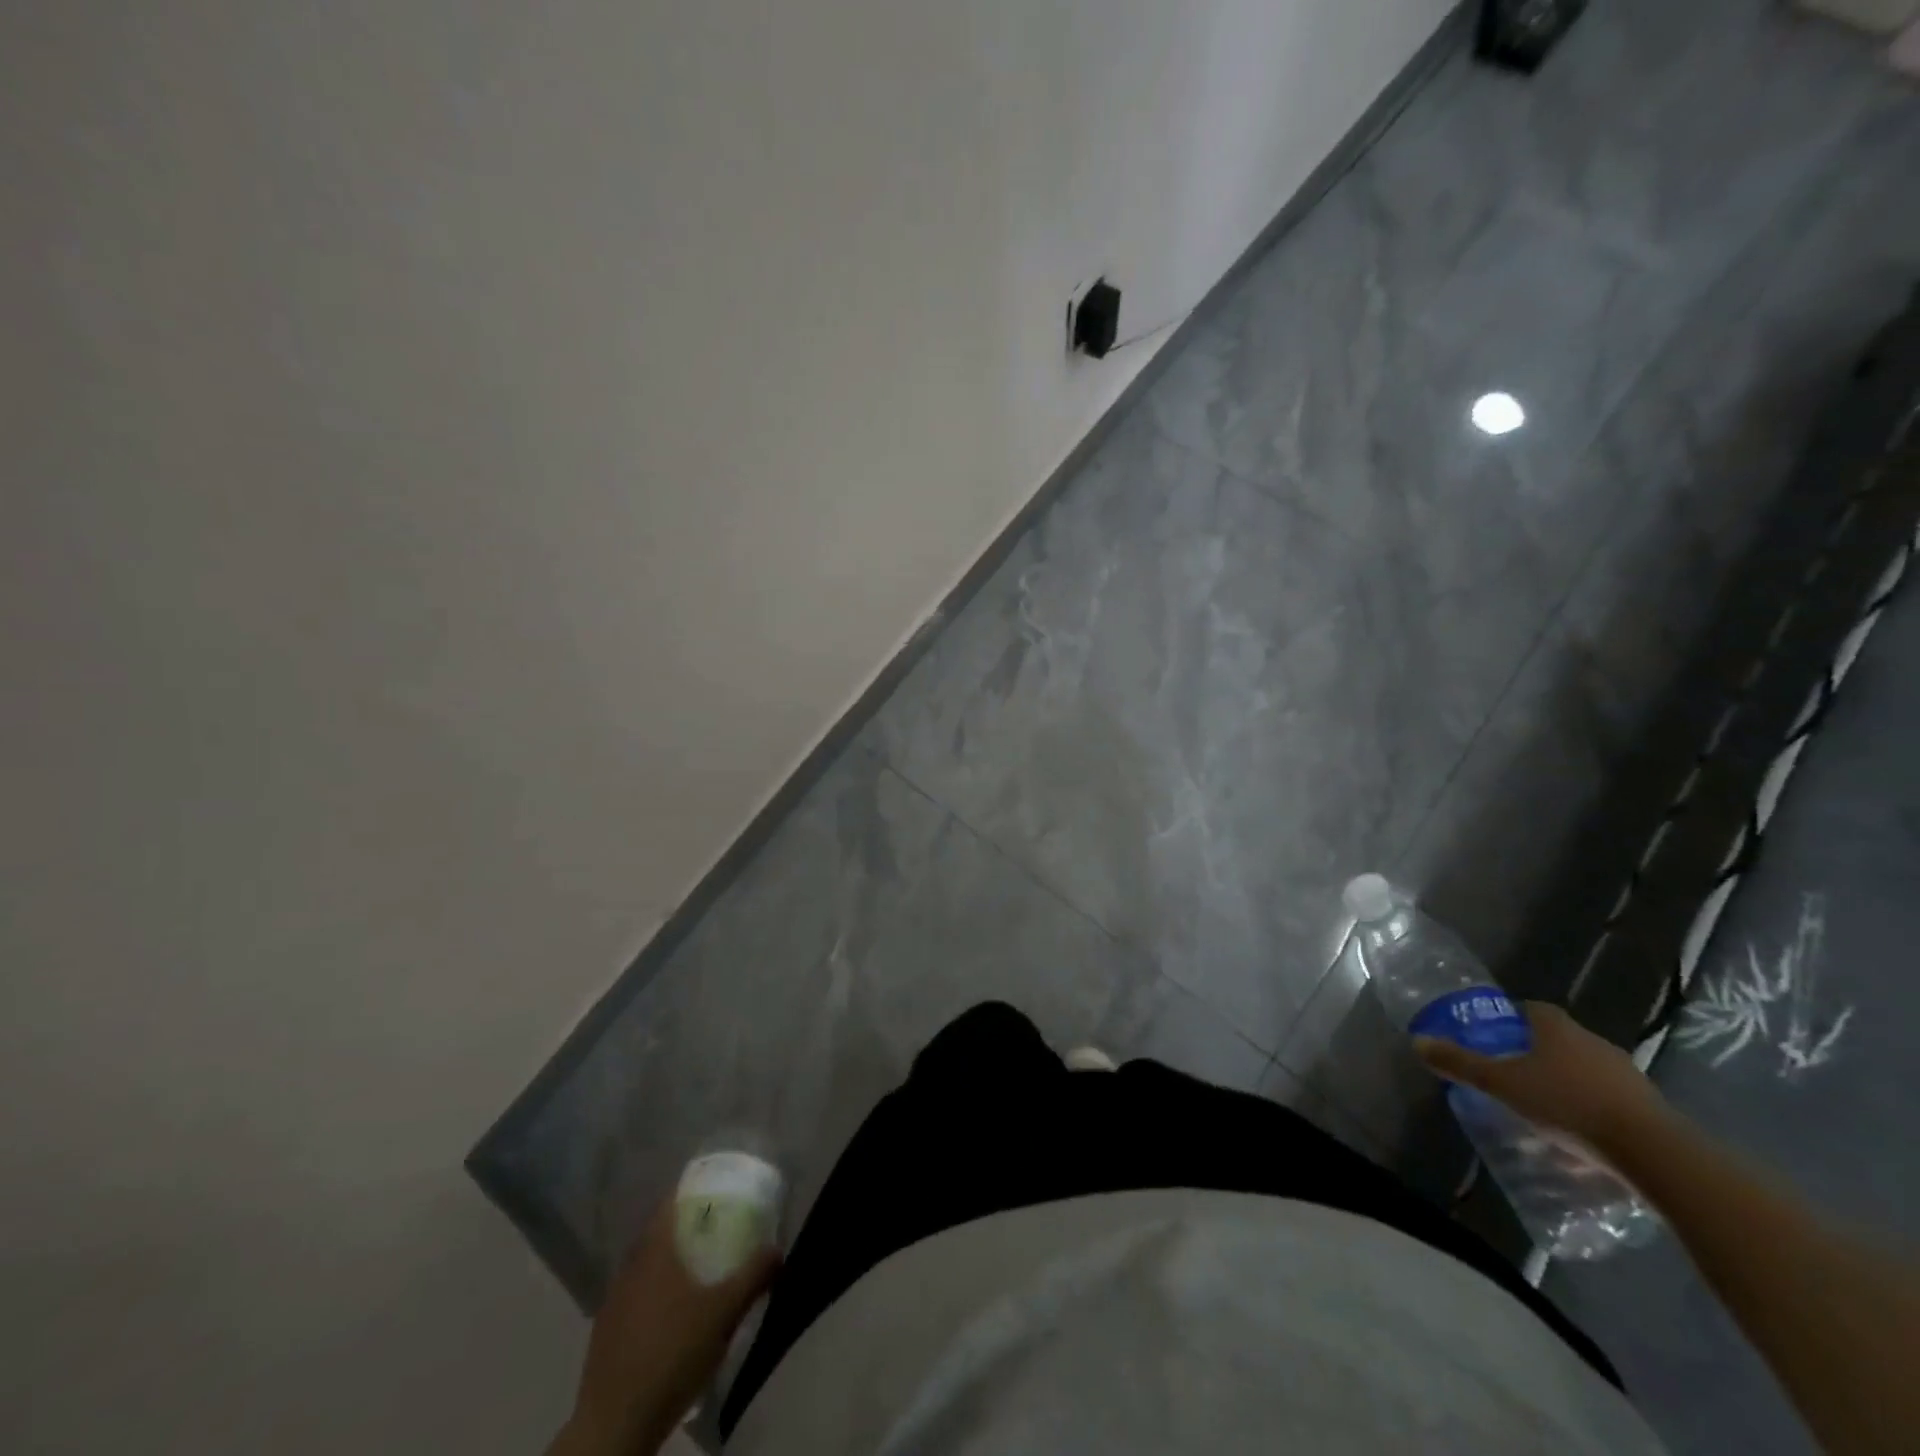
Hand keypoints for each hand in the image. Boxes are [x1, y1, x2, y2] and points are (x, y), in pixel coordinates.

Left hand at [554, 1199, 779, 1455]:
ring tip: (696, 1272)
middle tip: (713, 1231)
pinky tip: (670, 1315)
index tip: (714, 1191)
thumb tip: (778, 1249)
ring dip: (667, 1263)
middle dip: (683, 1229)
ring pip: (644, 1267)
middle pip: (657, 1234)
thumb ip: (753, 1275)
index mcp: (655, 1250)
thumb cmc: (673, 1353)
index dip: (690, 1192)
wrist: (616, 1424)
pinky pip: (634, 1296)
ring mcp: (613, 1301)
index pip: (669, 1203)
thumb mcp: (725, 1313)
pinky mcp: (605, 1333)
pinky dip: (653, 1293)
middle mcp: (630, 1267)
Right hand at [1414, 1001, 1669, 1153]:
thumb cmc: (1567, 1104)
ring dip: (1566, 1084)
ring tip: (1544, 1110)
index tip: (1495, 1035)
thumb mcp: (1501, 1084)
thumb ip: (1460, 1064)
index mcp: (1557, 1028)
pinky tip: (1579, 1138)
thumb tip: (1417, 1041)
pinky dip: (1592, 1112)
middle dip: (1536, 1054)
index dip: (1511, 1018)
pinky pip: (1610, 1101)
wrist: (1654, 1152)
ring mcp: (1626, 1074)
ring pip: (1585, 1071)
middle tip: (1512, 1074)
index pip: (1531, 1009)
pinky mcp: (1649, 1108)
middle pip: (1558, 1040)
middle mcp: (1593, 1042)